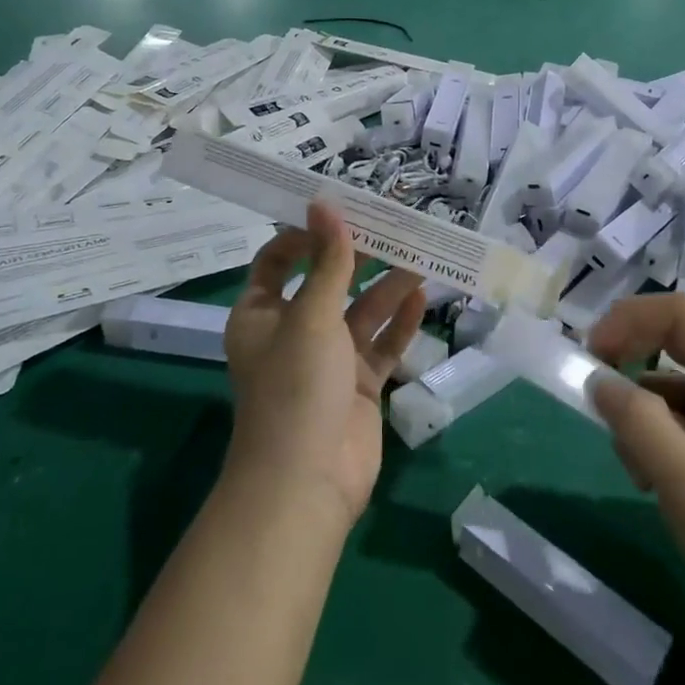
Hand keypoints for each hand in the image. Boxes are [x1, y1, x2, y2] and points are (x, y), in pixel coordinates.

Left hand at [222, 201, 425, 530]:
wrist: (309, 480)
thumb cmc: (297, 386)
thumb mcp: (311, 316)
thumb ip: (328, 262)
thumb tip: (325, 204)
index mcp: (262, 314)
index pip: (278, 261)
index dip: (306, 236)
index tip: (341, 212)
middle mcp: (293, 331)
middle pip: (328, 282)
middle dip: (358, 257)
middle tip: (394, 226)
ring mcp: (329, 360)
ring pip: (361, 312)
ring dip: (388, 286)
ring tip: (420, 257)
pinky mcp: (359, 384)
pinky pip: (382, 344)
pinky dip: (399, 322)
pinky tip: (422, 297)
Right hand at [587, 294, 684, 614]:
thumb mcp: (681, 477)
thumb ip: (635, 420)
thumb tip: (598, 381)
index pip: (676, 313)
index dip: (627, 320)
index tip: (592, 355)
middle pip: (672, 341)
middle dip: (629, 366)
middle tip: (598, 400)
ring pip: (670, 380)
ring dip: (640, 412)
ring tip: (636, 467)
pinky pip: (681, 411)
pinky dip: (656, 432)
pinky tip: (652, 478)